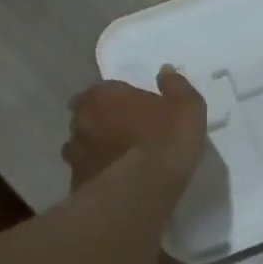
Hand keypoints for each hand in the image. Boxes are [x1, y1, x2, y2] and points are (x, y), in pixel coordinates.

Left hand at [63, 67, 207, 190]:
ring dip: (97, 149)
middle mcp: (82, 120)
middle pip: (88, 115)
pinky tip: (115, 183)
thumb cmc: (165, 141)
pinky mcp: (75, 184)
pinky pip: (87, 173)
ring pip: (83, 146)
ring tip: (119, 160)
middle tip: (126, 132)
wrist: (141, 192)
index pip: (104, 89)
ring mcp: (75, 154)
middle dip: (102, 121)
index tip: (135, 108)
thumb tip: (166, 71)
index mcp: (103, 96)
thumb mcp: (187, 108)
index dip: (119, 98)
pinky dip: (97, 174)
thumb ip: (176, 86)